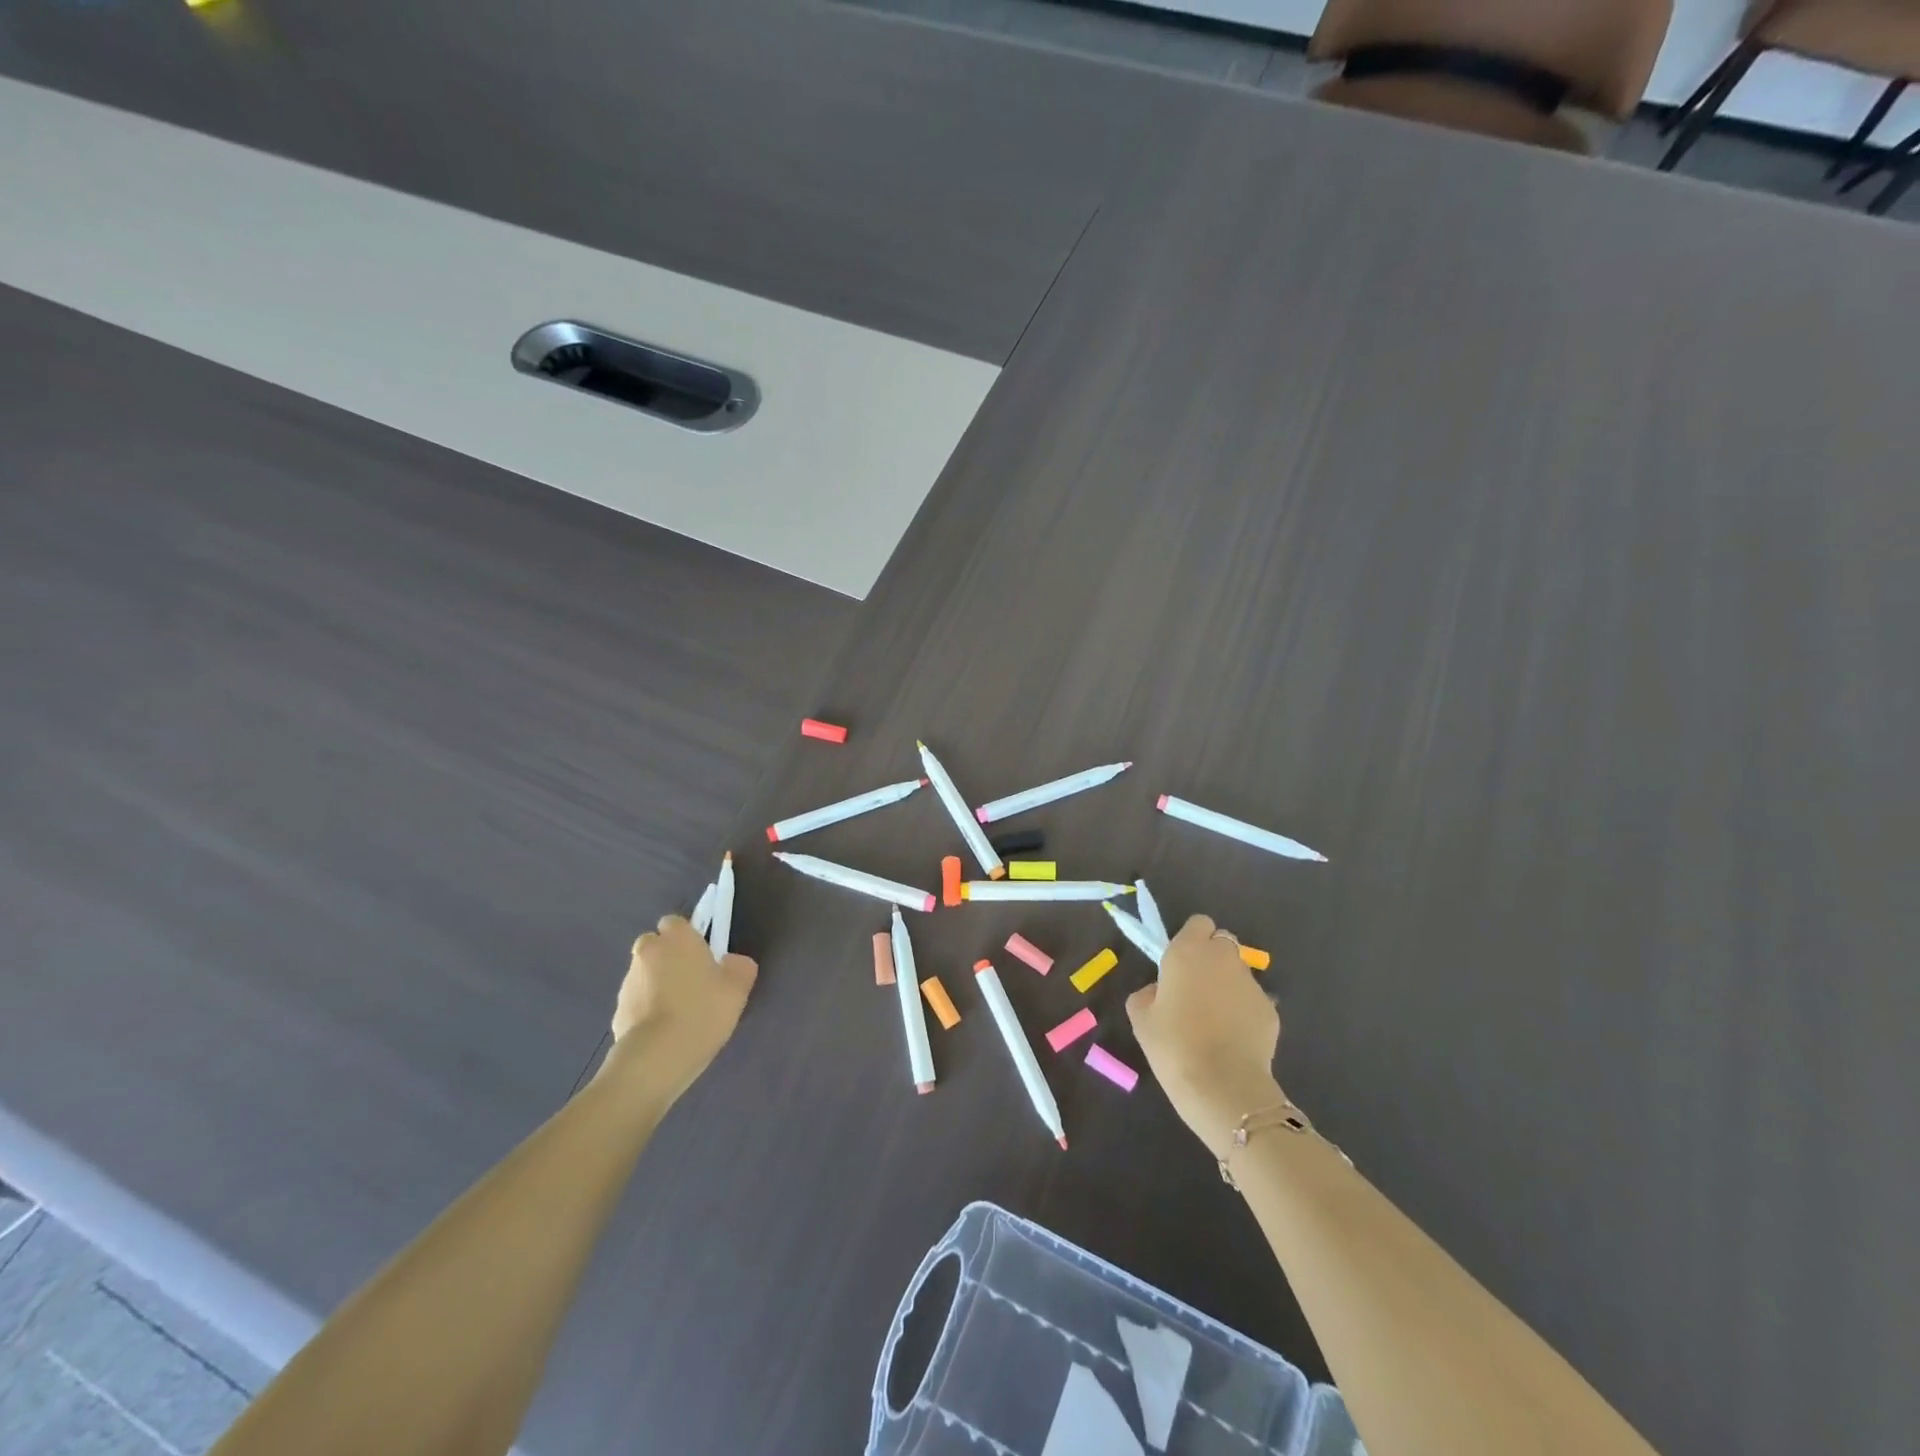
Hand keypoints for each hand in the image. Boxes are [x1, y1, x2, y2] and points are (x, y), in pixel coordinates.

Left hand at [606, 916, 757, 1098]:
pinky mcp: (616, 1011)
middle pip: (656, 946)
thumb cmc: (702, 1012)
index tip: (703, 957)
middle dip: (669, 958)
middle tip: (693, 983)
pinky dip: (647, 1010)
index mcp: (676, 938)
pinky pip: (637, 1002)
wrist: (656, 1058)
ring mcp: (627, 982)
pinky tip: (665, 1032)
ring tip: (680, 1013)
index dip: (688, 937)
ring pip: (645, 974)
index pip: (676, 922)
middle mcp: (647, 952)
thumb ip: (740, 967)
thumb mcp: (738, 988)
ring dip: (657, 985)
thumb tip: (732, 962)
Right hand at [1128, 914, 1283, 1159]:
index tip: (1180, 964)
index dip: (1190, 939)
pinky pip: (1253, 1000)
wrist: (1222, 1086)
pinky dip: (1244, 1011)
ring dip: (1228, 984)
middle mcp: (1223, 958)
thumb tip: (1161, 991)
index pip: (1198, 923)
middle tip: (1196, 988)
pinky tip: (1233, 1039)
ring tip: (1215, 1019)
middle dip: (1212, 957)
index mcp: (1188, 951)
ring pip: (1239, 971)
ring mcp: (1251, 983)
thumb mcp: (1140, 1017)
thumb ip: (1148, 992)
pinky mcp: (1271, 1010)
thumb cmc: (1172, 1046)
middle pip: (1222, 942)